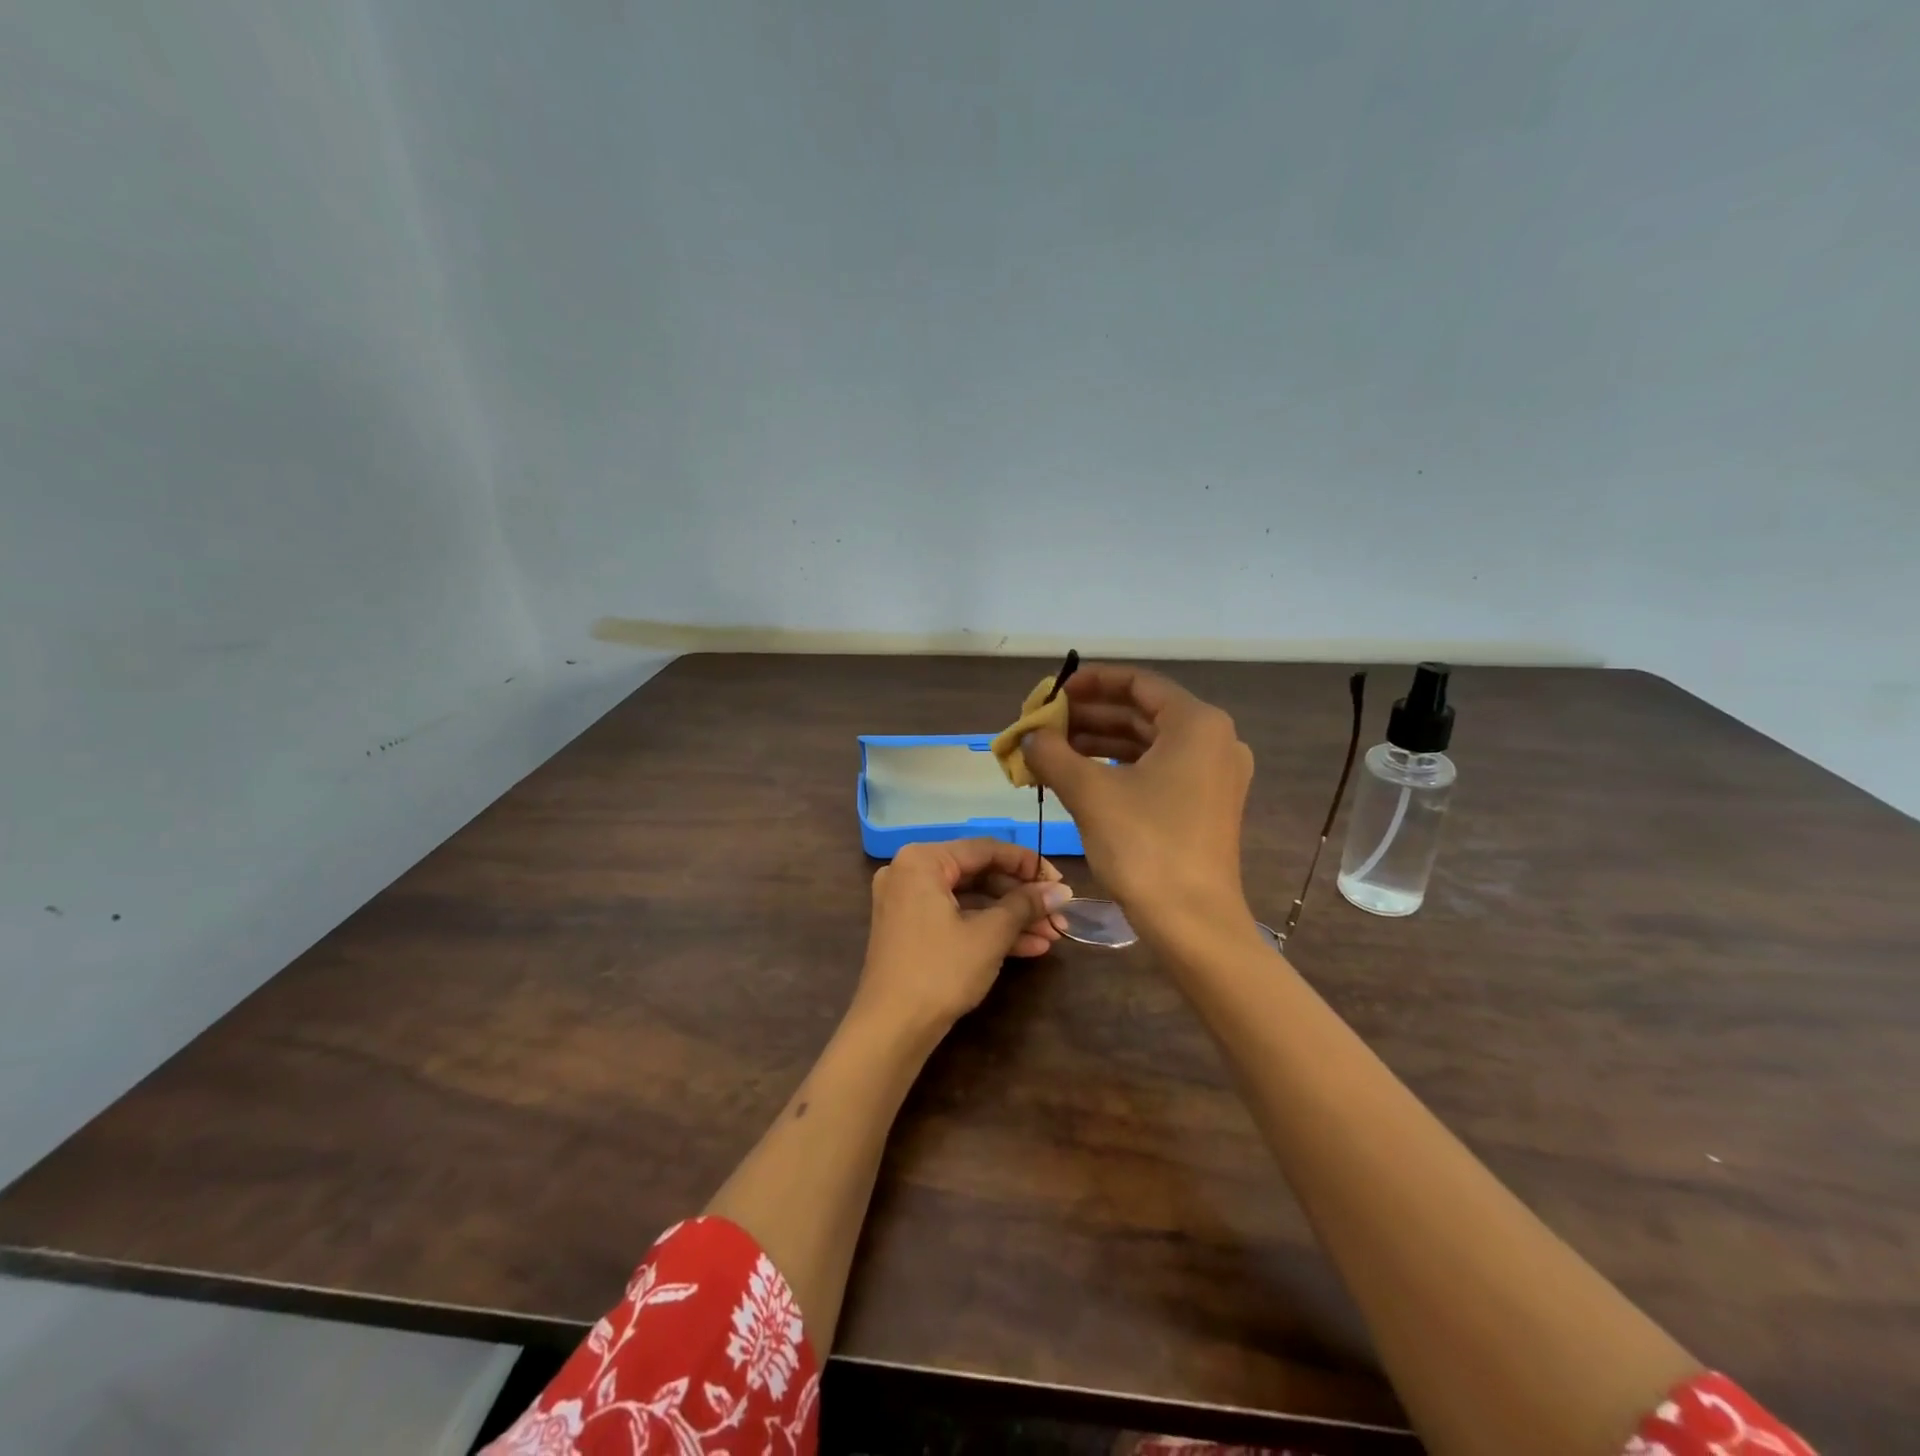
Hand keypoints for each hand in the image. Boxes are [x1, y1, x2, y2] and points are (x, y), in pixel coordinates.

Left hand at [855, 839, 1072, 1034]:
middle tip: (1059, 912)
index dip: (1028, 864)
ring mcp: (908, 903)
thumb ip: (1025, 905)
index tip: (1060, 882)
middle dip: (1022, 897)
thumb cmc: (940, 970)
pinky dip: (988, 930)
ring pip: (970, 900)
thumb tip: (1061, 890)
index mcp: (922, 860)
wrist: (891, 1029)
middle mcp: (910, 873)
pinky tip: (1029, 947)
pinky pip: (955, 918)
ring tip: (1053, 933)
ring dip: (1011, 917)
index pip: (985, 849)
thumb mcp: (989, 935)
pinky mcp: (911, 931)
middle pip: (978, 874)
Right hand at [1021, 663, 1254, 940]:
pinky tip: (1079, 777)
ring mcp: (1213, 774)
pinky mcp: (1205, 805)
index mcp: (1197, 723)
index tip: (1052, 692)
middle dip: (1089, 716)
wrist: (1193, 923)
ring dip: (1098, 743)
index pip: (1137, 683)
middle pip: (1142, 712)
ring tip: (1051, 750)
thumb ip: (1053, 754)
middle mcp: (1214, 740)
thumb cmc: (1145, 847)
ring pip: (1147, 744)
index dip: (1090, 682)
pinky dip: (1118, 768)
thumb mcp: (1090, 793)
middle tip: (1044, 724)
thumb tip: (1028, 736)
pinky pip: (1157, 770)